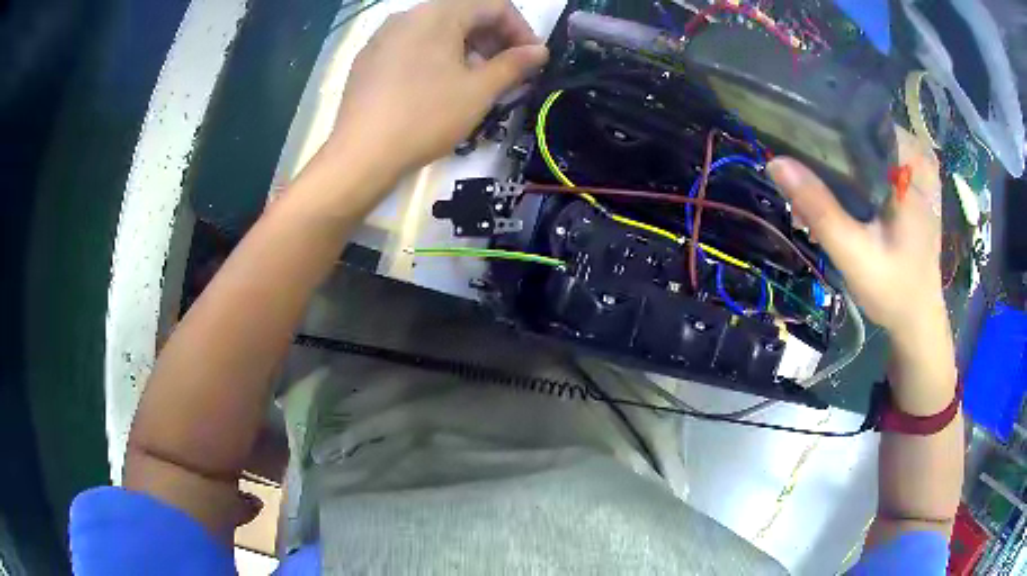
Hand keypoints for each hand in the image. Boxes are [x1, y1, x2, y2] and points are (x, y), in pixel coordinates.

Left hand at [328, 0, 548, 177]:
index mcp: (438, 13)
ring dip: (467, 49)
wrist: (361, 154)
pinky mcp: (369, 59)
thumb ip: (514, 65)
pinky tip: (439, 87)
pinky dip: (437, 58)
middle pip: (464, 15)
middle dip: (494, 40)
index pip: (494, 6)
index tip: (533, 60)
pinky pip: (412, 46)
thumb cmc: (426, 117)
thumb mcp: (479, 91)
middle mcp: (408, 15)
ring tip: (476, 82)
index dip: (521, 30)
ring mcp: (383, 36)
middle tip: (508, 72)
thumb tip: (539, 51)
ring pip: (437, 31)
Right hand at [767, 128, 944, 338]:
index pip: (860, 115)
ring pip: (865, 149)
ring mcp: (915, 172)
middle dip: (828, 151)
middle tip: (803, 178)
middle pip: (861, 132)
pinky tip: (837, 200)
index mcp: (911, 163)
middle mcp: (916, 158)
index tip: (795, 137)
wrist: (917, 322)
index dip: (825, 123)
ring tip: (815, 194)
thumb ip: (819, 208)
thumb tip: (775, 162)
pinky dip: (852, 177)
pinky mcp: (910, 188)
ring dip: (838, 166)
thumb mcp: (854, 252)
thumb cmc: (894, 289)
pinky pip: (874, 165)